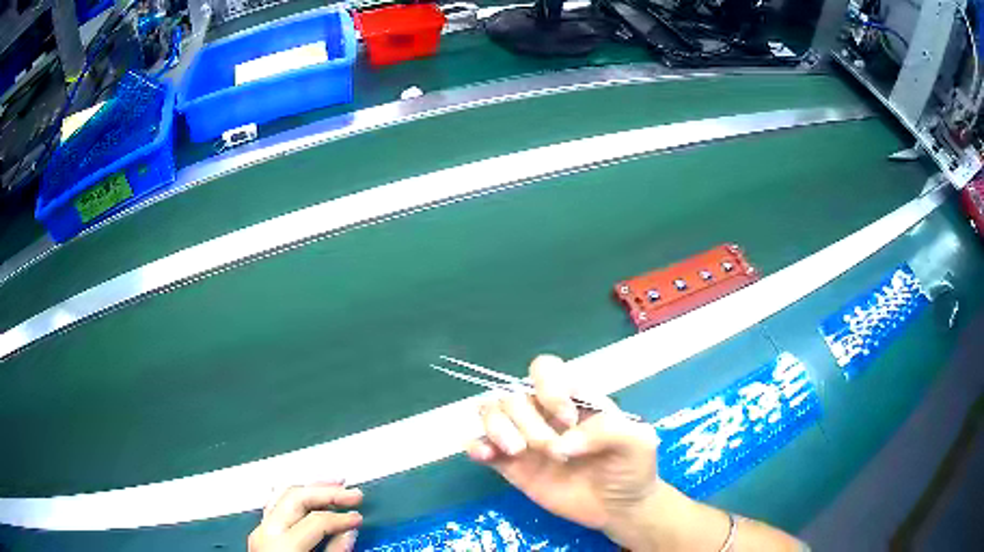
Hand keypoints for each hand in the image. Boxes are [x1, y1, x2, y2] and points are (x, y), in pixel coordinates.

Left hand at [248, 483, 362, 551]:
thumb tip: (348, 532)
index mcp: (282, 544)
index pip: (316, 520)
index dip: (341, 518)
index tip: (359, 518)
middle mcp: (267, 530)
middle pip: (296, 498)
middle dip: (327, 492)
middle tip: (353, 493)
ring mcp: (260, 528)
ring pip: (283, 494)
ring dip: (311, 487)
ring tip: (334, 483)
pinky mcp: (260, 531)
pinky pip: (276, 503)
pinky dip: (296, 496)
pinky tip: (308, 494)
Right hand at [466, 355, 661, 546]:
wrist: (620, 507)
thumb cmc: (632, 468)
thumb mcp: (638, 442)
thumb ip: (609, 430)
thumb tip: (564, 443)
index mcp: (574, 399)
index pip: (545, 370)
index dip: (549, 389)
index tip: (568, 420)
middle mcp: (545, 413)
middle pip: (515, 396)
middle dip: (531, 424)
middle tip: (557, 453)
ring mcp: (525, 439)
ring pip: (491, 412)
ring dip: (499, 429)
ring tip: (518, 451)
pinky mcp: (511, 465)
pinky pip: (481, 445)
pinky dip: (477, 445)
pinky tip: (487, 456)